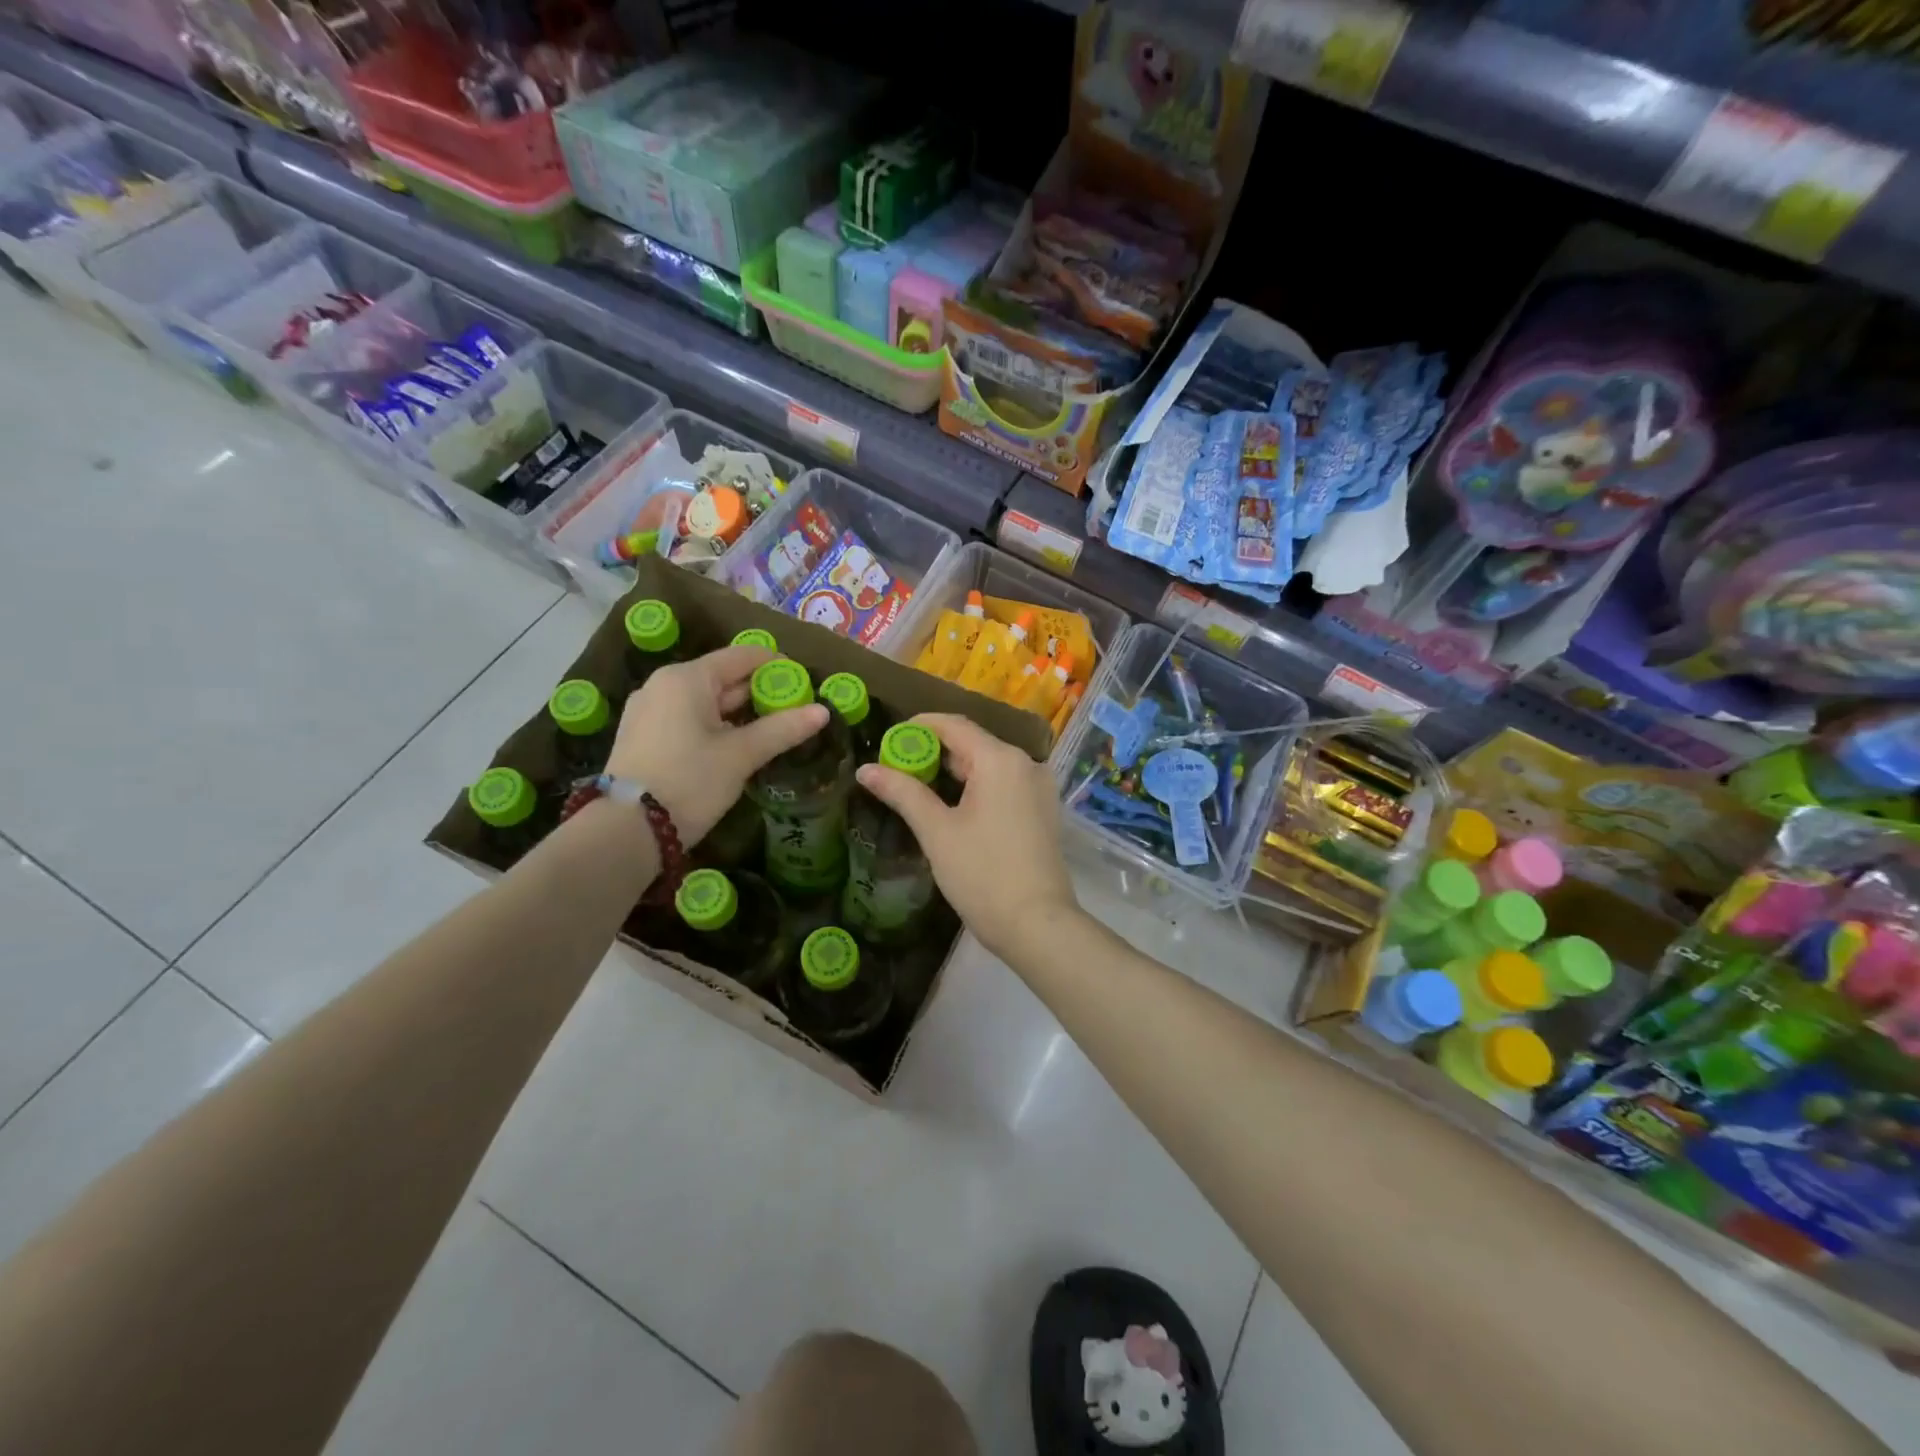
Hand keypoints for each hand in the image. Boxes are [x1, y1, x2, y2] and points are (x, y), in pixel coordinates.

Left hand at [607, 644, 826, 845]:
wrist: (625, 831)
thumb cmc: (689, 782)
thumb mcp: (741, 755)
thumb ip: (783, 729)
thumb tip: (823, 711)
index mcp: (687, 678)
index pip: (743, 656)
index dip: (778, 667)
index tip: (805, 686)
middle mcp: (663, 685)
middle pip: (723, 677)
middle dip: (760, 693)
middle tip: (795, 713)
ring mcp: (648, 710)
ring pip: (706, 701)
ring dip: (740, 713)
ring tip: (772, 733)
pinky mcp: (643, 736)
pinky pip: (688, 718)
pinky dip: (716, 726)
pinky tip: (736, 747)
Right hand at [854, 712, 1077, 962]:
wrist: (1037, 925)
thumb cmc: (983, 875)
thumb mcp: (937, 832)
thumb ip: (903, 793)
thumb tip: (866, 769)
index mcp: (1001, 759)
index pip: (953, 725)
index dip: (918, 728)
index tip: (888, 741)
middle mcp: (1026, 764)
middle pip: (973, 743)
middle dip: (933, 752)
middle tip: (895, 769)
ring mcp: (1039, 787)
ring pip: (989, 765)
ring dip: (954, 771)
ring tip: (917, 787)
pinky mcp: (1043, 810)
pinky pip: (1004, 784)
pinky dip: (976, 786)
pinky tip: (952, 806)